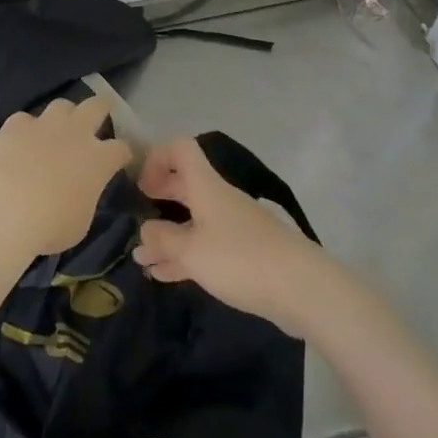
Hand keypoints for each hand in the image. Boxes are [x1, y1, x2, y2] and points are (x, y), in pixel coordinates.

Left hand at [0, 96, 133, 256]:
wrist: (4, 209)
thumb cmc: (49, 226)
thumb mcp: (80, 222)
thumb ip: (85, 197)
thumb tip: (79, 191)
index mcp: (99, 159)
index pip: (122, 148)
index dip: (123, 153)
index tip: (121, 159)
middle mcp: (76, 132)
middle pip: (97, 106)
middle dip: (102, 107)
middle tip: (100, 113)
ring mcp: (45, 124)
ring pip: (61, 105)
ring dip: (63, 115)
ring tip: (57, 128)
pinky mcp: (16, 124)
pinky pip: (25, 120)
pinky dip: (25, 130)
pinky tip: (19, 143)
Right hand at [132, 137, 326, 334]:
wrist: (301, 289)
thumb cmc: (240, 259)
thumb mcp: (192, 251)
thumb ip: (163, 239)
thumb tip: (144, 230)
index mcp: (206, 186)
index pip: (181, 149)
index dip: (157, 157)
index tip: (139, 184)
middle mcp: (218, 199)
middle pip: (184, 184)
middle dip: (158, 197)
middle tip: (135, 215)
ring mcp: (232, 226)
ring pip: (192, 220)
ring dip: (167, 234)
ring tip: (141, 256)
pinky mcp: (243, 254)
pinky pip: (205, 246)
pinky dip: (183, 256)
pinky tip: (163, 274)